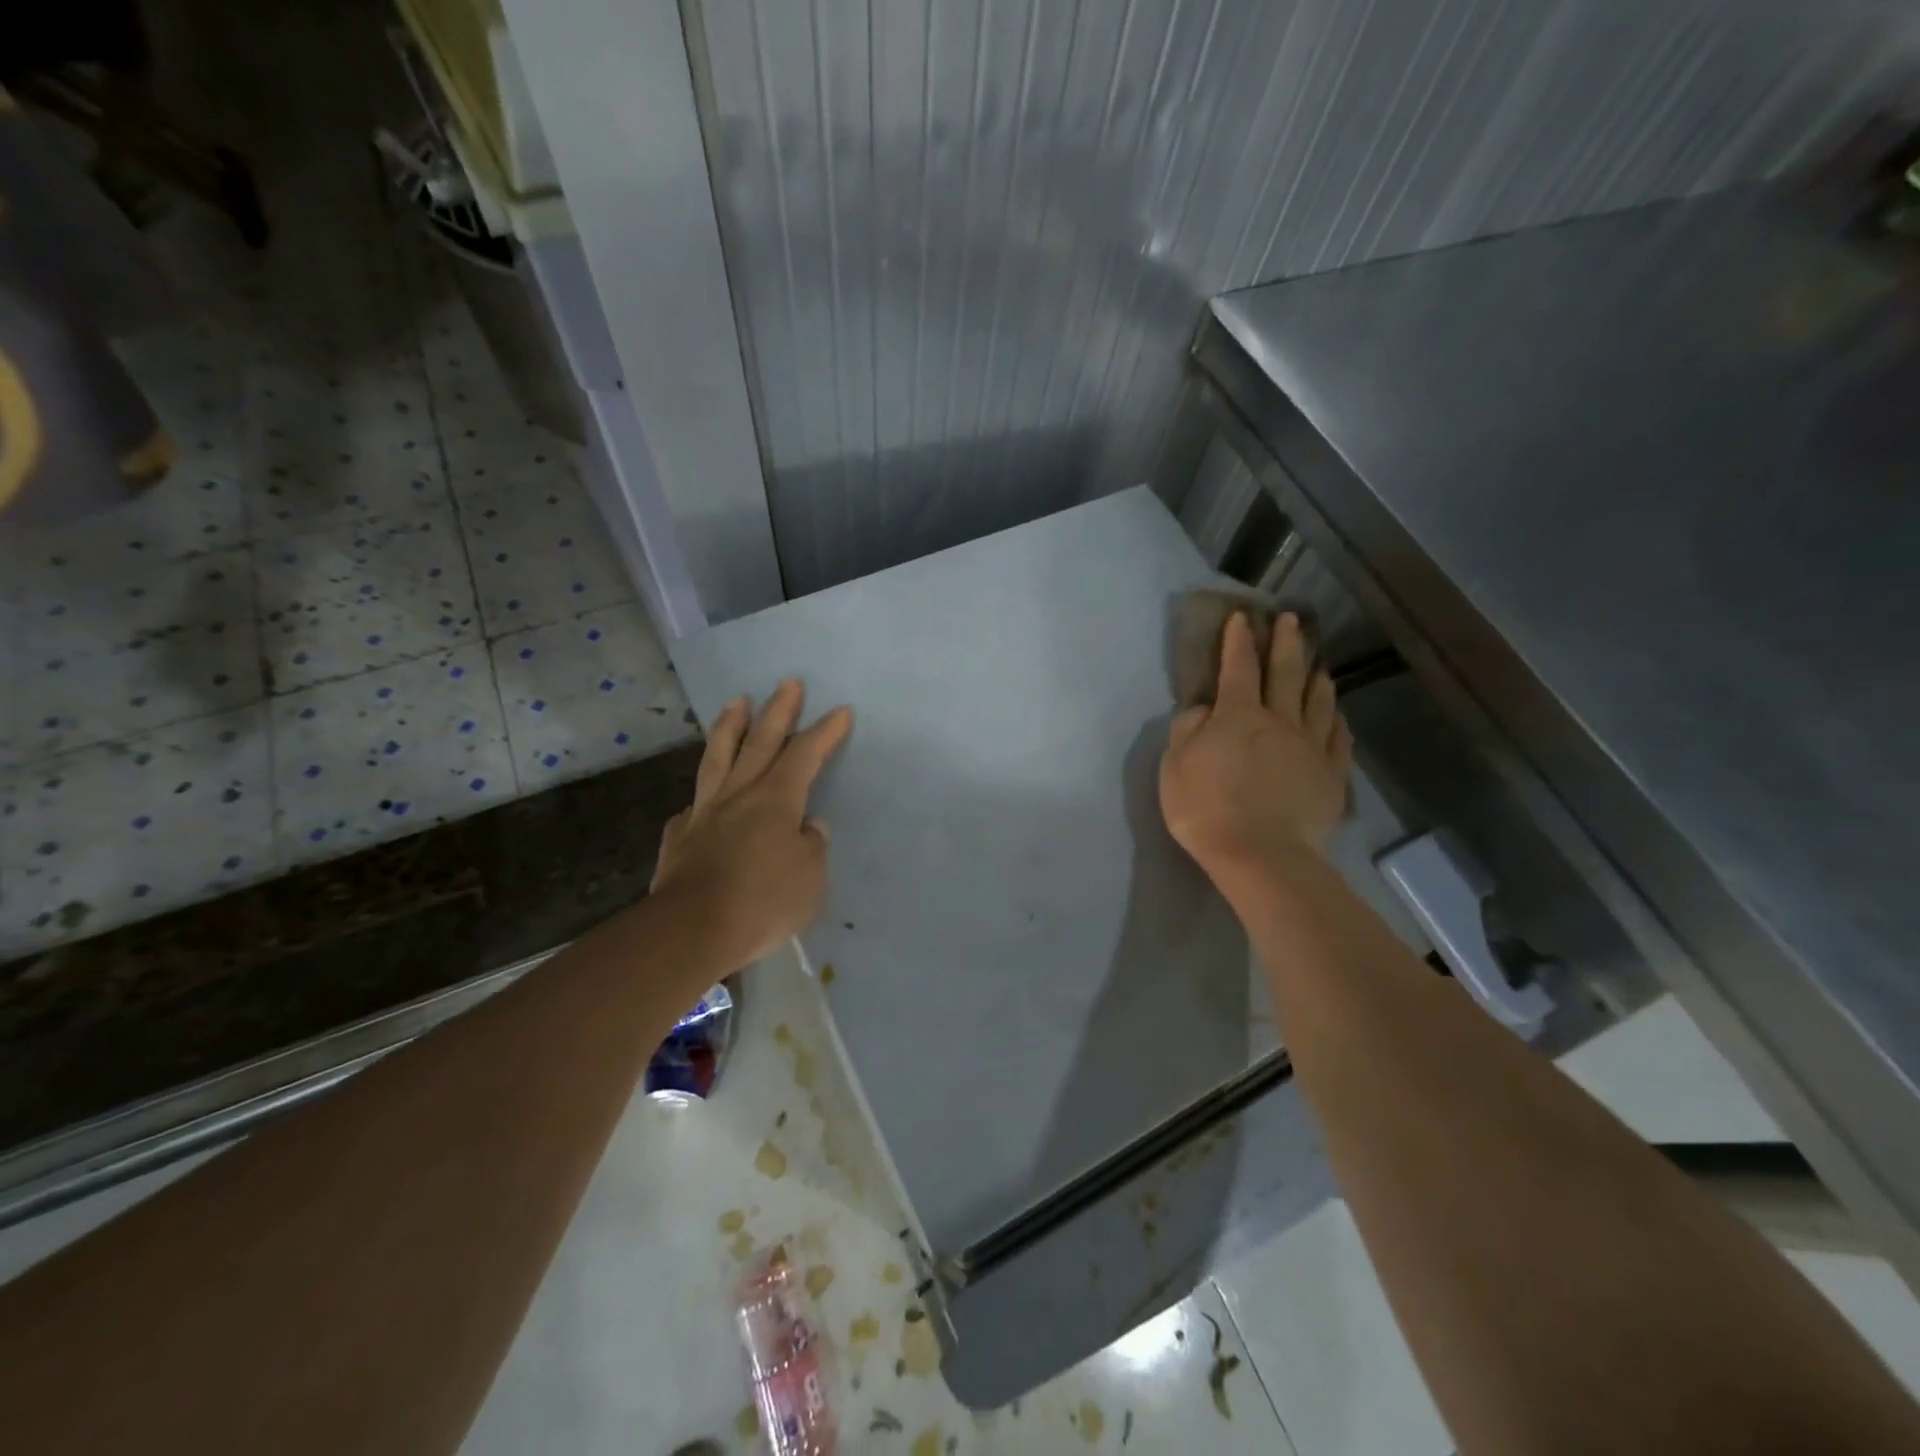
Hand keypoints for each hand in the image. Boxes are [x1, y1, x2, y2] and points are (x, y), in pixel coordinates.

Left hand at [651, 680, 852, 974]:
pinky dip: (704, 794)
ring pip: (719, 757)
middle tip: (788, 682)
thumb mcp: (810, 878)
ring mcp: (705, 812)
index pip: (805, 754)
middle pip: (761, 741)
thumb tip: (808, 827)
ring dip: (731, 726)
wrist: (690, 931)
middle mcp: (740, 794)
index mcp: (776, 800)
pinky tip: (703, 798)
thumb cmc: (762, 902)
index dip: (825, 732)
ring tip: (736, 702)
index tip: (840, 710)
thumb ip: (812, 846)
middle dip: (778, 710)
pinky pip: (695, 805)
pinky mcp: (680, 836)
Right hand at [1159, 611, 1350, 886]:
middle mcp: (1279, 721)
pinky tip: (1337, 714)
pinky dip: (1336, 721)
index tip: (1242, 617)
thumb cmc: (1206, 809)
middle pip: (1286, 673)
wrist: (1260, 855)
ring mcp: (1310, 748)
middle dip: (1287, 643)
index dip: (1239, 640)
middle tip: (1292, 619)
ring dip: (1316, 677)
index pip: (1238, 668)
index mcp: (1238, 716)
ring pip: (1318, 702)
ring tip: (1318, 662)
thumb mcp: (1175, 767)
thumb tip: (1203, 710)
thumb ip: (1187, 731)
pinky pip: (1337, 739)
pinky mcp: (1330, 776)